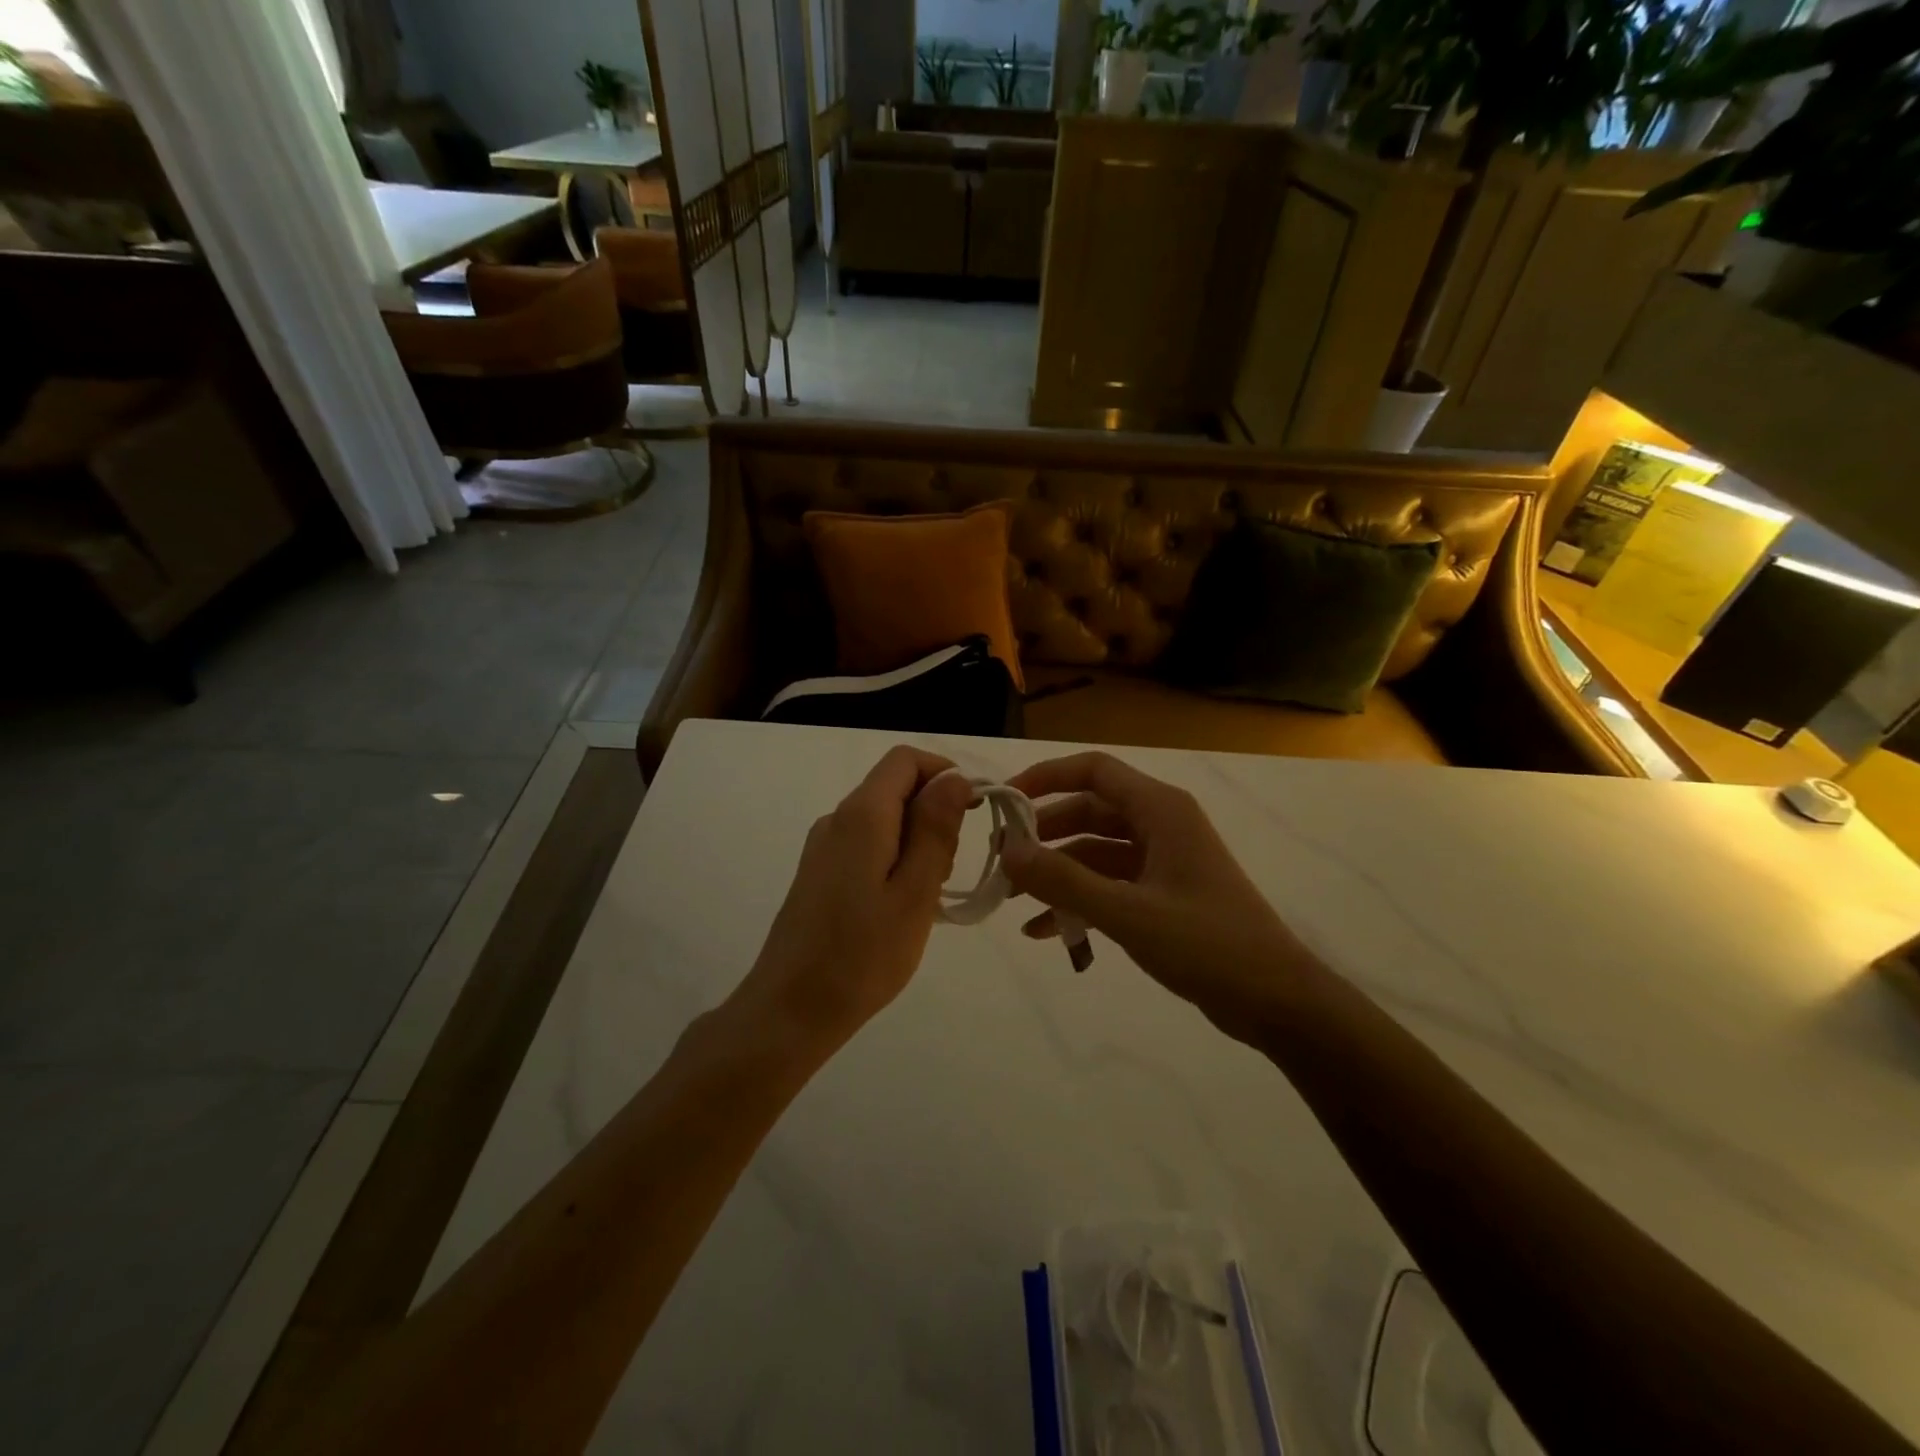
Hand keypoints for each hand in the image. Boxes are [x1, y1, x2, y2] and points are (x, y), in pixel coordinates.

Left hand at [737, 746, 972, 1045]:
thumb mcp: (915, 893)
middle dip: (934, 814)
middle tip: (949, 870)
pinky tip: (902, 906)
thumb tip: (954, 778)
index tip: (975, 810)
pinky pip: (867, 845)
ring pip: (884, 819)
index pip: (905, 760)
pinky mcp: (820, 873)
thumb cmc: (862, 955)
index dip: (945, 773)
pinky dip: (895, 859)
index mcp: (861, 816)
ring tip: (927, 896)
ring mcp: (824, 847)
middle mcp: (837, 819)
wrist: (790, 1010)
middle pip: (895, 788)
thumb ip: (936, 829)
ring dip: (917, 841)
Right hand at [1002, 752, 1320, 1030]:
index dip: (1046, 776)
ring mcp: (1162, 861)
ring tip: (1012, 898)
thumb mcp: (1127, 913)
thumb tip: (1007, 851)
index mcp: (1161, 810)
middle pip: (1089, 811)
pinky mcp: (1163, 894)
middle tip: (1001, 859)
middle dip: (1044, 834)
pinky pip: (1109, 885)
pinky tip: (1044, 930)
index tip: (1005, 800)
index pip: (1094, 770)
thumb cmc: (1207, 945)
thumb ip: (1064, 881)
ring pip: (1096, 851)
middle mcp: (1161, 825)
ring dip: (1057, 872)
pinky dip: (1078, 900)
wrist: (1276, 1001)